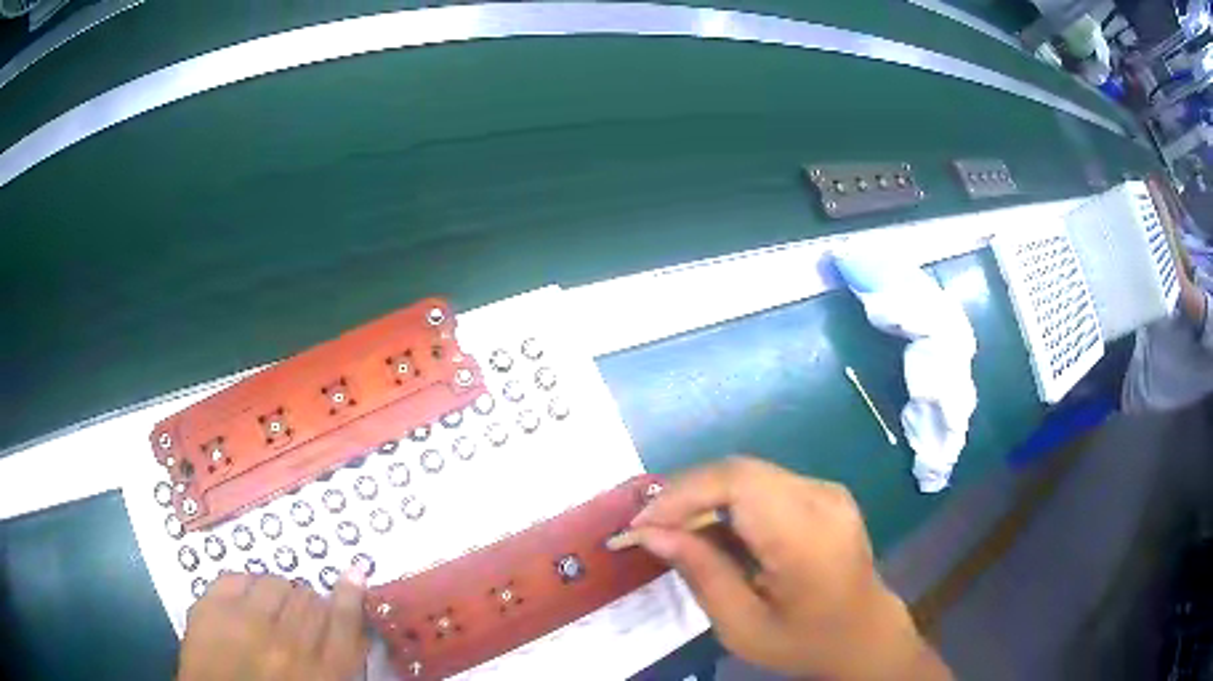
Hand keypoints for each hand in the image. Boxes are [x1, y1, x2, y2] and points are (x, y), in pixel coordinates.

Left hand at [178, 568, 368, 680]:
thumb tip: (349, 626)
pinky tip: (244, 604)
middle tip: (296, 619)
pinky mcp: (211, 608)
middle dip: (308, 605)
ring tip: (268, 612)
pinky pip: (237, 576)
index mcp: (322, 673)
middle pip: (310, 599)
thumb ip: (337, 662)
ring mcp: (245, 622)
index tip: (355, 572)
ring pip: (275, 582)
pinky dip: (245, 585)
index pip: (345, 622)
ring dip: (277, 594)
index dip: (351, 595)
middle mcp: (288, 644)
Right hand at [631, 456, 949, 679]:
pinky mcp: (824, 493)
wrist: (864, 635)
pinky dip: (729, 501)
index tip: (639, 525)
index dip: (681, 494)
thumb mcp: (742, 625)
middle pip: (739, 471)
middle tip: (648, 528)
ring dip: (704, 497)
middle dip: (685, 494)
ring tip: (674, 531)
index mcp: (806, 535)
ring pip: (748, 473)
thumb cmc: (804, 641)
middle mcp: (821, 498)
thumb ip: (700, 573)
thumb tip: (649, 533)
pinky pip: (765, 484)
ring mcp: (827, 491)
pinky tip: (714, 530)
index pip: (737, 483)